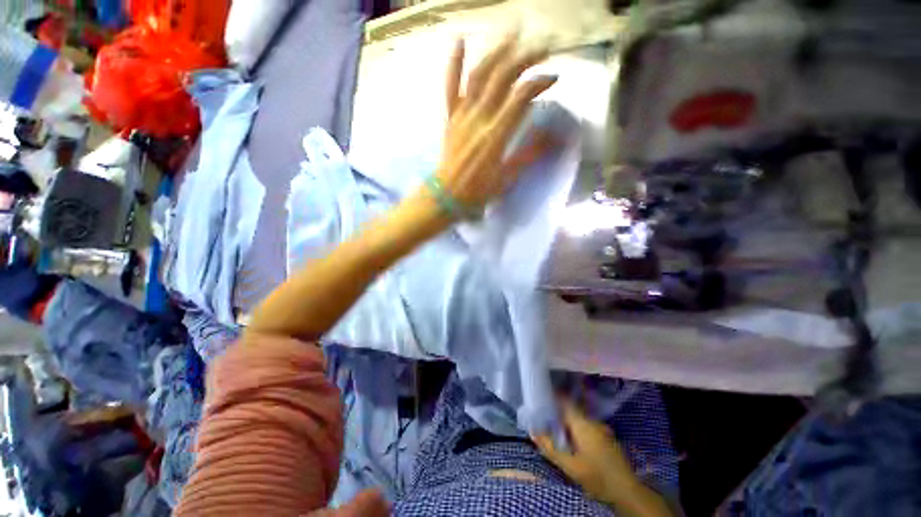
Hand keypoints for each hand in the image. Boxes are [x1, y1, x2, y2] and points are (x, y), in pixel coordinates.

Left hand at [437, 34, 558, 209]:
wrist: (448, 196)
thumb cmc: (478, 191)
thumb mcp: (507, 178)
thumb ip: (529, 154)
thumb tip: (554, 136)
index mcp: (495, 135)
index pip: (521, 96)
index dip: (540, 82)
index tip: (554, 77)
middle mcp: (478, 118)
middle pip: (502, 77)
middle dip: (525, 57)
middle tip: (542, 48)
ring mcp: (462, 115)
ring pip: (478, 75)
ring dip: (497, 52)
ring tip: (514, 36)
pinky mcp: (450, 117)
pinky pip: (450, 87)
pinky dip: (454, 63)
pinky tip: (460, 40)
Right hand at [532, 402, 638, 505]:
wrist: (627, 491)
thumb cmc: (597, 477)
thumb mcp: (570, 466)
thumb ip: (550, 448)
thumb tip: (533, 431)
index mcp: (583, 423)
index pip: (564, 401)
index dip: (551, 397)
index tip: (539, 398)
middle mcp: (592, 421)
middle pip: (570, 409)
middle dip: (557, 411)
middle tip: (543, 416)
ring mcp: (601, 428)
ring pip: (578, 417)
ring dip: (566, 420)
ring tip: (554, 427)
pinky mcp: (605, 436)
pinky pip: (586, 425)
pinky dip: (575, 427)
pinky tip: (571, 439)